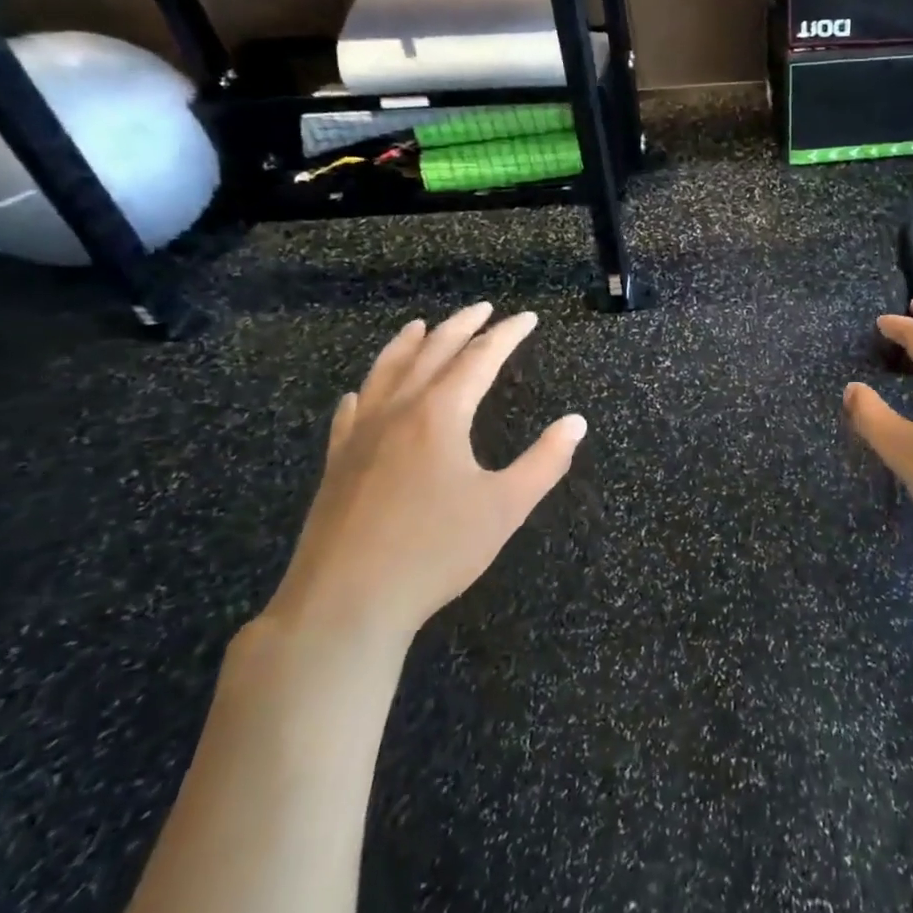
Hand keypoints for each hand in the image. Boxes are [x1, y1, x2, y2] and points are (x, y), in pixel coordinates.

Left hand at [265, 304, 586, 642]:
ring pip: (386, 372)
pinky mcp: (336, 463)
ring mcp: (360, 435)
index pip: (480, 357)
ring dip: (408, 344)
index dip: (507, 334)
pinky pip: (351, 412)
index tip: (527, 318)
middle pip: (432, 352)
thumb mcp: (505, 507)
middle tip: (483, 308)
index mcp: (441, 414)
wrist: (344, 604)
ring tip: (421, 325)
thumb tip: (576, 422)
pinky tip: (361, 393)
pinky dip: (365, 391)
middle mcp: (398, 411)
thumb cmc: (434, 551)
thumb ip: (545, 461)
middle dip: (462, 326)